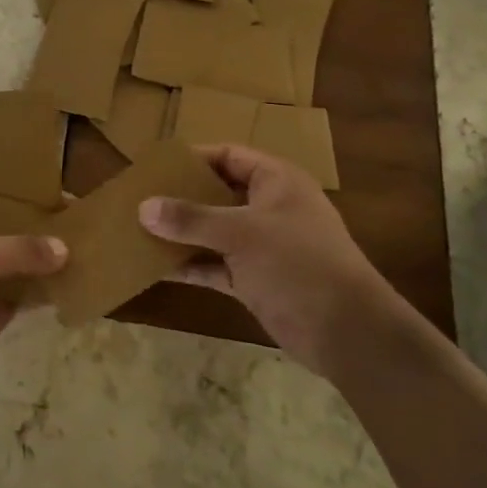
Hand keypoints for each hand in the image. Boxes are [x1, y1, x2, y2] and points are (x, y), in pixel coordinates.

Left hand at [0, 172, 66, 408]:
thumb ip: (19, 249)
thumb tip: (64, 249)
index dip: (0, 171)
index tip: (40, 165)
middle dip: (31, 212)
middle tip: (72, 200)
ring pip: (14, 257)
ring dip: (42, 252)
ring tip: (83, 234)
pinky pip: (22, 293)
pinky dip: (43, 289)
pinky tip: (75, 276)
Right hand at [139, 144, 395, 373]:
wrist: (349, 332)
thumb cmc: (298, 263)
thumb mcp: (241, 233)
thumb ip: (191, 218)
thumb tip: (143, 207)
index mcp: (276, 180)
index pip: (228, 155)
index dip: (193, 158)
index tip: (154, 166)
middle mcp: (269, 207)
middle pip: (218, 192)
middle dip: (180, 197)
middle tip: (139, 198)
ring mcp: (263, 246)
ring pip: (214, 231)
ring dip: (181, 233)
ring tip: (138, 230)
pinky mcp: (256, 280)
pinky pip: (215, 265)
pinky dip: (190, 265)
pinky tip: (155, 268)